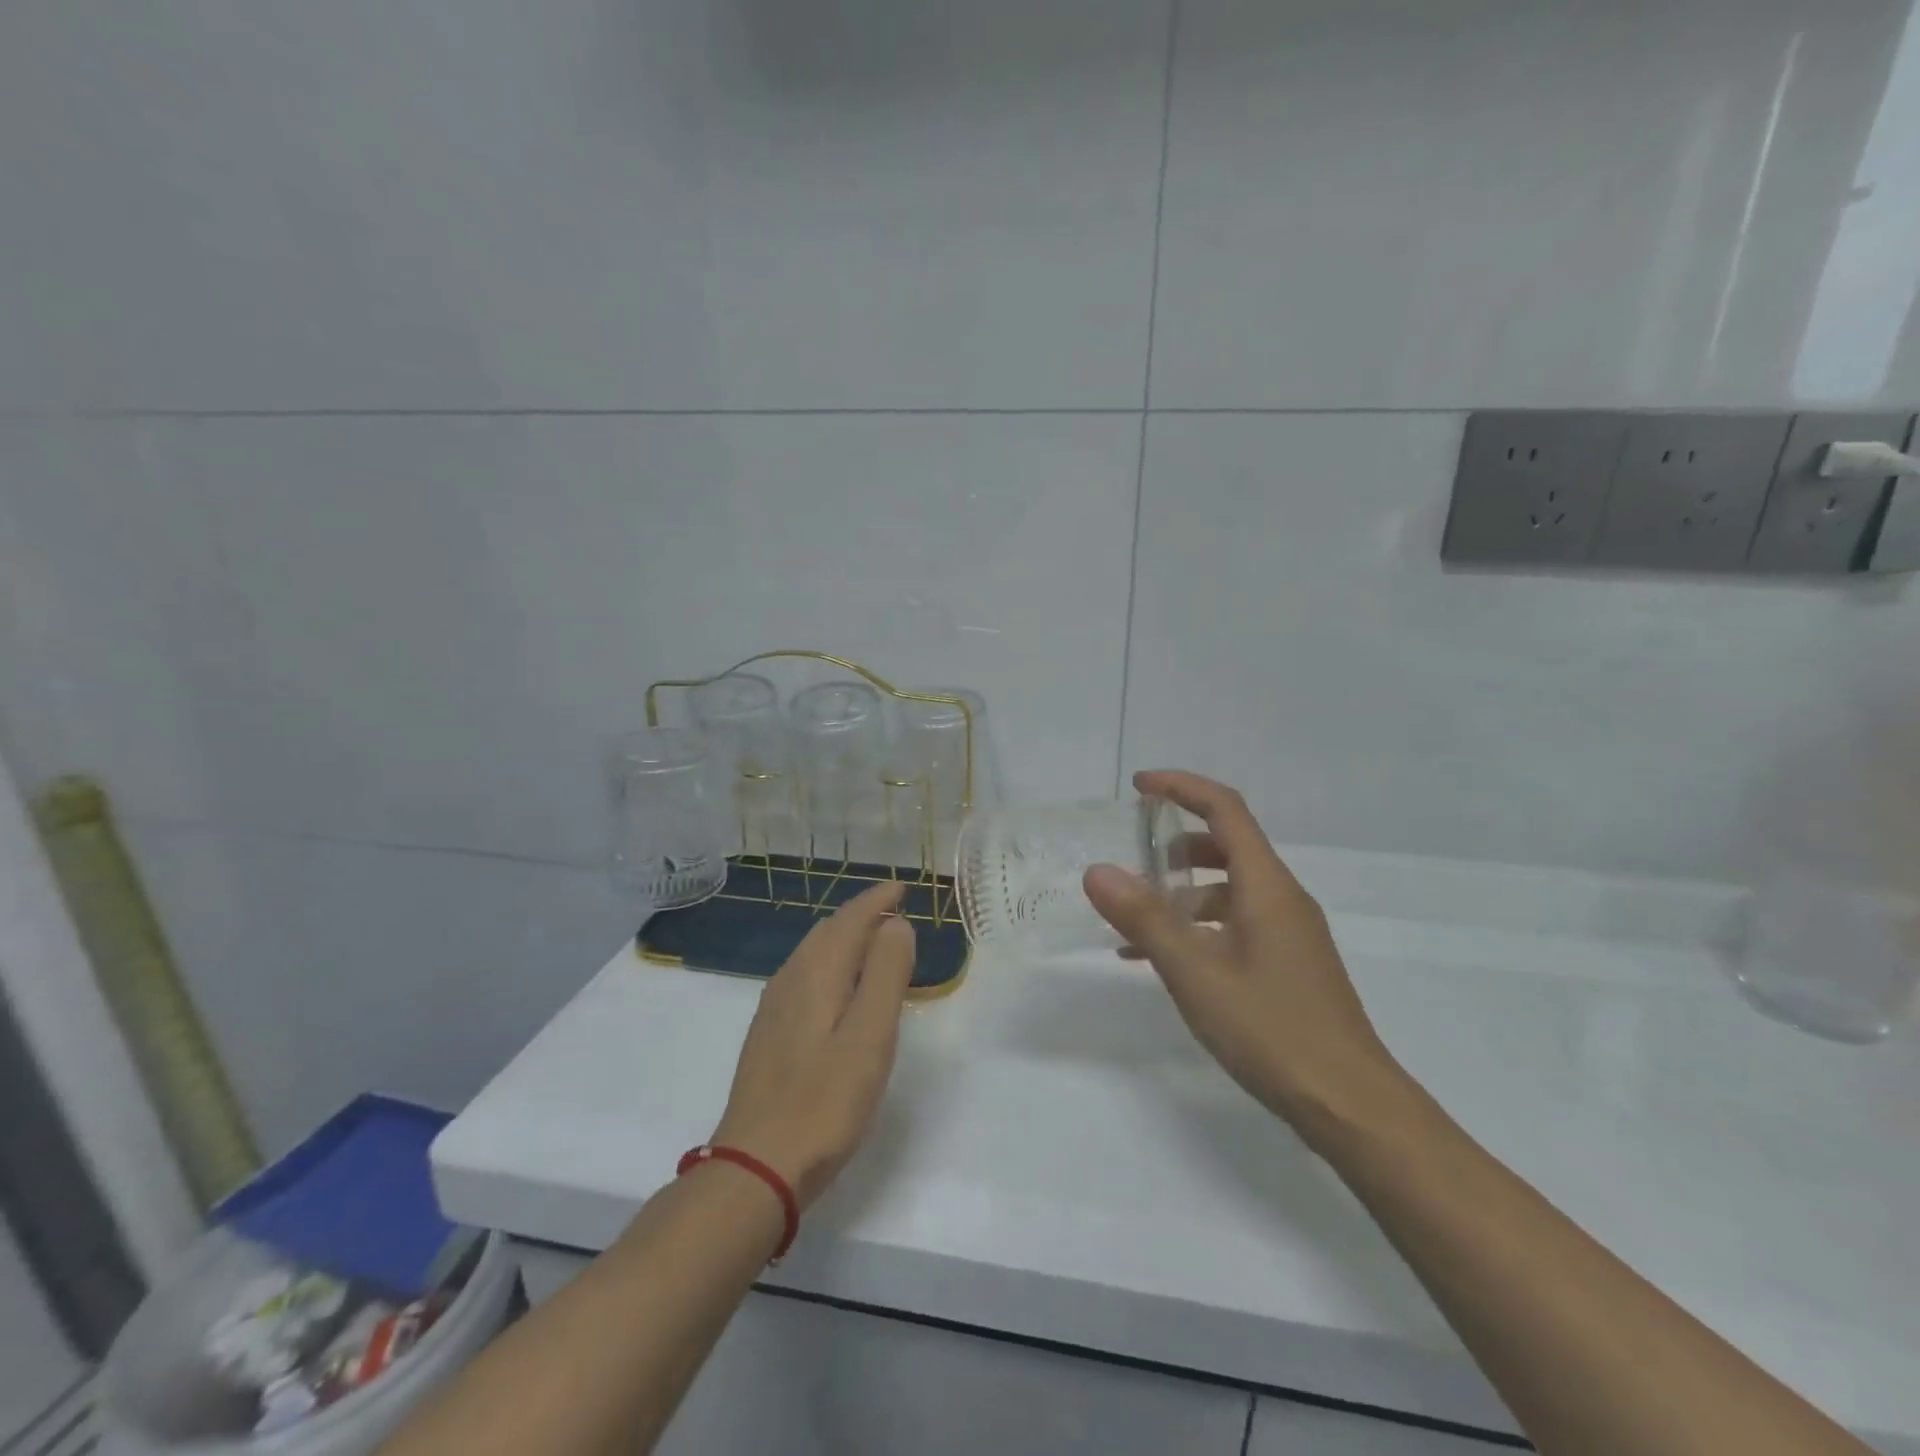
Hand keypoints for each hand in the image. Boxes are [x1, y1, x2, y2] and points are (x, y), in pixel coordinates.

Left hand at [712, 881, 915, 1208]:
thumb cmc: (825, 1100)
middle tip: (895, 908)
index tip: (903, 887)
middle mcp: (791, 978)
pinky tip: (840, 986)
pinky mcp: (769, 1032)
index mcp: (817, 972)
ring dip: (845, 936)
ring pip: (814, 952)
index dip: (878, 898)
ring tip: (874, 939)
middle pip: (829, 929)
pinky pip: (805, 975)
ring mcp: (774, 1006)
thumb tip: (895, 923)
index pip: (850, 917)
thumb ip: (886, 973)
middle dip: (862, 913)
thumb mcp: (870, 1035)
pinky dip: (831, 962)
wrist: (757, 1165)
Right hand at [1084, 770, 1405, 1139]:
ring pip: (1229, 887)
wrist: (1351, 1105)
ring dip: (1182, 889)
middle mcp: (1282, 897)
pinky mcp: (1288, 963)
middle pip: (1227, 844)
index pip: (1224, 809)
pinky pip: (1235, 923)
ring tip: (1135, 914)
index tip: (1138, 787)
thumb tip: (1097, 870)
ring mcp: (1289, 932)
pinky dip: (1197, 924)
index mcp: (1266, 885)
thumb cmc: (1271, 1029)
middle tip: (1131, 854)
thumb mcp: (1194, 972)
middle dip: (1175, 841)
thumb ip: (1144, 918)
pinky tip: (1162, 960)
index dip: (1181, 787)